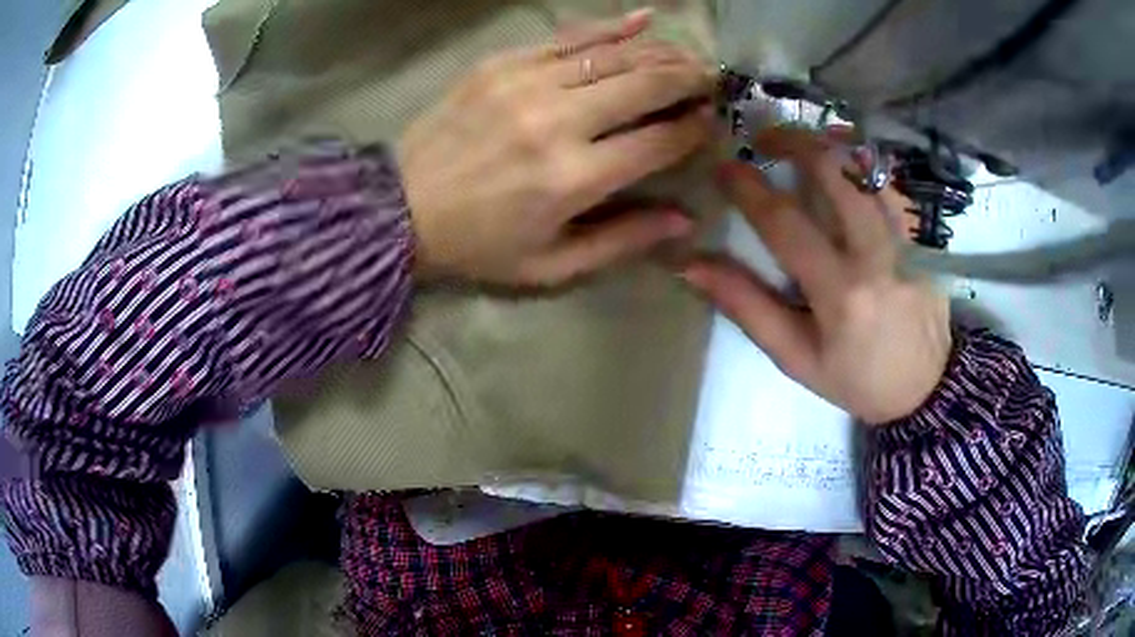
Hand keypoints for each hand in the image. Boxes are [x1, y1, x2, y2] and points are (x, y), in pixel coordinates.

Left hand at [398, 10, 714, 286]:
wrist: (398, 208)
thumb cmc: (478, 245)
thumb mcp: (551, 266)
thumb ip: (622, 241)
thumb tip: (685, 220)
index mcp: (573, 179)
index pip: (659, 141)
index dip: (696, 129)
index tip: (714, 121)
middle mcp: (557, 122)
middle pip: (645, 85)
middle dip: (689, 80)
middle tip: (714, 79)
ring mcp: (526, 84)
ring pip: (613, 55)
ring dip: (660, 53)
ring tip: (688, 56)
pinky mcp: (501, 65)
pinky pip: (567, 37)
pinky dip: (610, 26)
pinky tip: (645, 18)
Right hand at [681, 129, 951, 424]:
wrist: (926, 387)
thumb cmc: (857, 379)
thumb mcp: (796, 357)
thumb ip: (748, 308)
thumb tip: (692, 265)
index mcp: (840, 293)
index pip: (786, 223)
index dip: (749, 189)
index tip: (725, 167)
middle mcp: (877, 255)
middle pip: (835, 173)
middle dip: (794, 142)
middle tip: (764, 137)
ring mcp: (906, 240)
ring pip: (867, 168)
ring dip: (829, 144)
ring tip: (801, 141)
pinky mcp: (922, 237)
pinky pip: (888, 184)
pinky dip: (861, 162)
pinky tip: (842, 160)